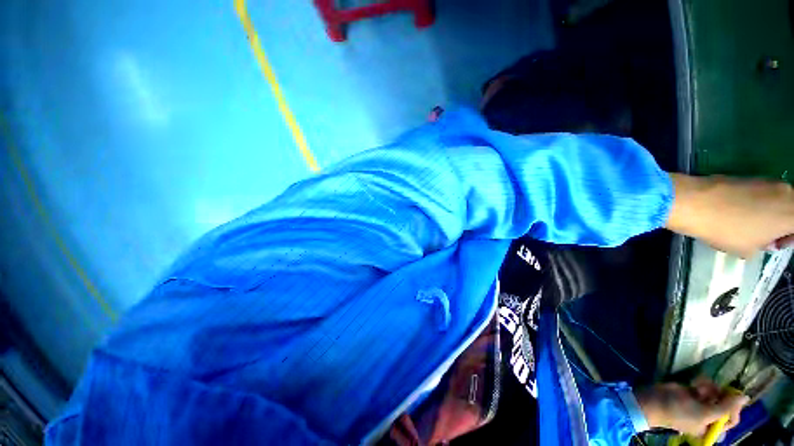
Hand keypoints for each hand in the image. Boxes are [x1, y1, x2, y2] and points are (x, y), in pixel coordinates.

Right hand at [636, 378, 748, 435]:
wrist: (654, 401)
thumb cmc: (679, 413)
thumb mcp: (704, 414)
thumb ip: (725, 408)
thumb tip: (745, 398)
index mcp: (713, 428)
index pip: (732, 419)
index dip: (733, 408)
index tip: (729, 397)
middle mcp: (710, 417)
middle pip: (726, 403)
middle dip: (719, 395)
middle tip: (712, 391)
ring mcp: (702, 404)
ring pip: (716, 392)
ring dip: (710, 387)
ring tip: (699, 387)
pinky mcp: (694, 393)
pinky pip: (705, 386)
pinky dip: (702, 382)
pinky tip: (695, 382)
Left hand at [666, 174, 793, 257]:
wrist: (695, 202)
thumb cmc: (726, 230)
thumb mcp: (749, 249)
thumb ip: (764, 245)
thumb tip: (765, 240)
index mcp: (792, 214)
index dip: (789, 238)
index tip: (774, 245)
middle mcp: (786, 192)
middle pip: (791, 210)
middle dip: (781, 225)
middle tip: (762, 236)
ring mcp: (768, 181)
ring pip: (778, 200)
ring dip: (769, 213)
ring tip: (746, 225)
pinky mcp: (750, 176)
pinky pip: (761, 193)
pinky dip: (756, 204)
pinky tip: (735, 212)